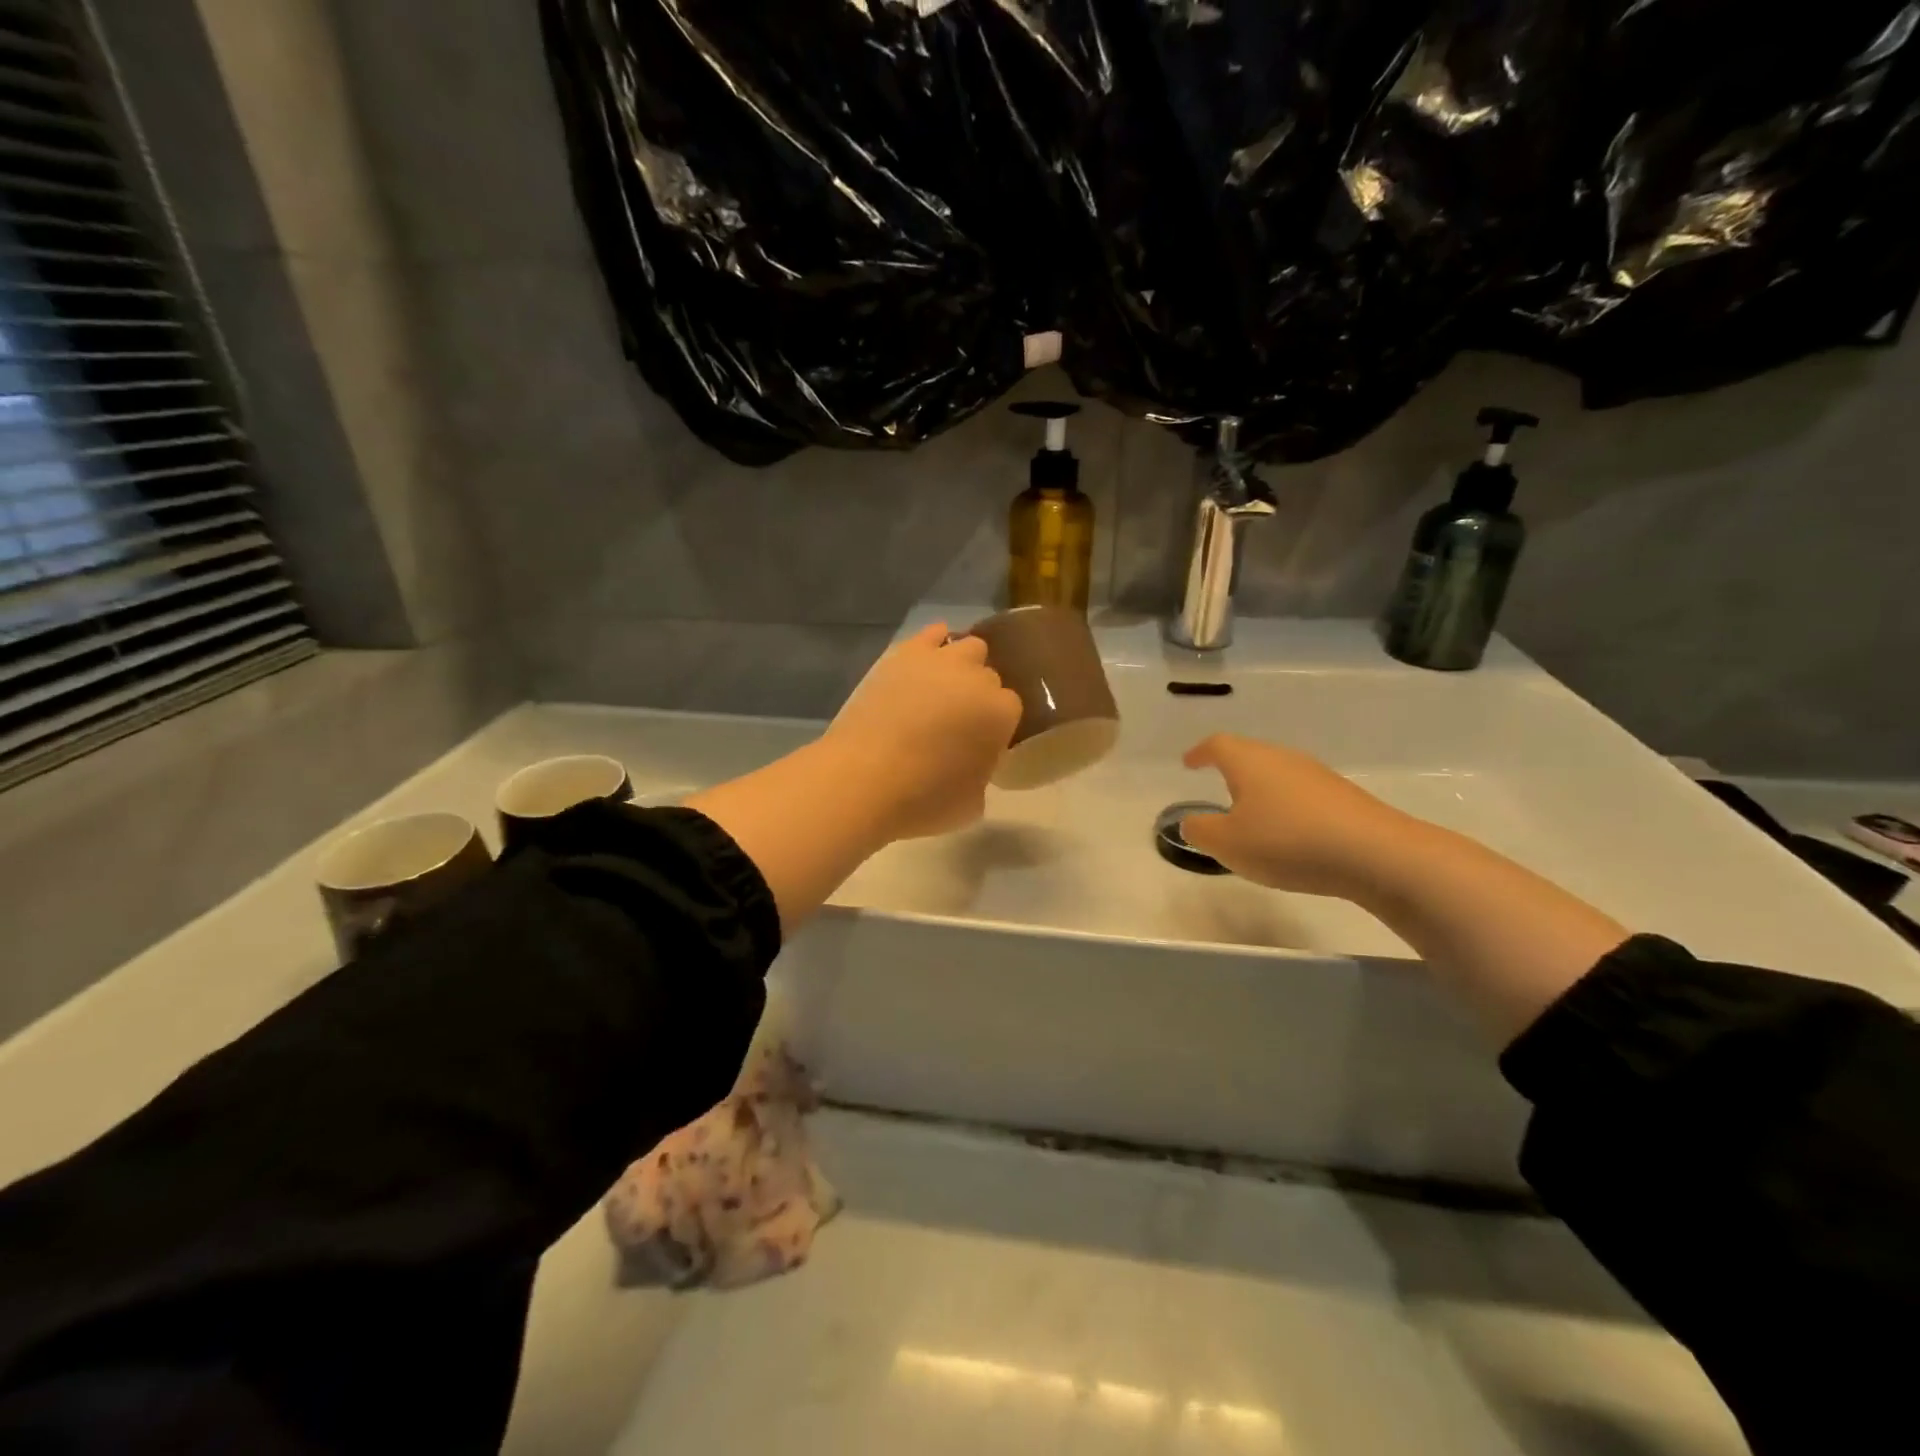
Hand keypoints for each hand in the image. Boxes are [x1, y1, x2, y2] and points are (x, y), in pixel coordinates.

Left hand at [823, 623, 1022, 839]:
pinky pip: (932, 633)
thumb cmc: (923, 800)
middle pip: (990, 677)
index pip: (1011, 709)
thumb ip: (983, 773)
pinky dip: (934, 644)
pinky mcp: (904, 653)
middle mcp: (978, 677)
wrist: (863, 778)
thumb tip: (973, 762)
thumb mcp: (972, 804)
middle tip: (958, 722)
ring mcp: (941, 660)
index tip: (979, 745)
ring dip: (963, 666)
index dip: (995, 728)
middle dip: (979, 696)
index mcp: (1002, 713)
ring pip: (969, 647)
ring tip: (943, 690)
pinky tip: (927, 662)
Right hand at [1179, 734, 1410, 897]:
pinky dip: (1287, 807)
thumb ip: (1200, 830)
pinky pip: (1302, 794)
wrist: (1376, 854)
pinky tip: (1290, 835)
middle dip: (1231, 770)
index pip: (1217, 745)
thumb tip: (1191, 821)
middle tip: (1218, 790)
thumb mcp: (1228, 843)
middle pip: (1250, 755)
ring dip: (1261, 791)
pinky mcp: (1344, 797)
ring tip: (1252, 817)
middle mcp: (1283, 758)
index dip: (1200, 753)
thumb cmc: (1287, 842)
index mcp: (1249, 762)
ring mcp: (1317, 775)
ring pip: (1278, 774)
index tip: (1188, 763)